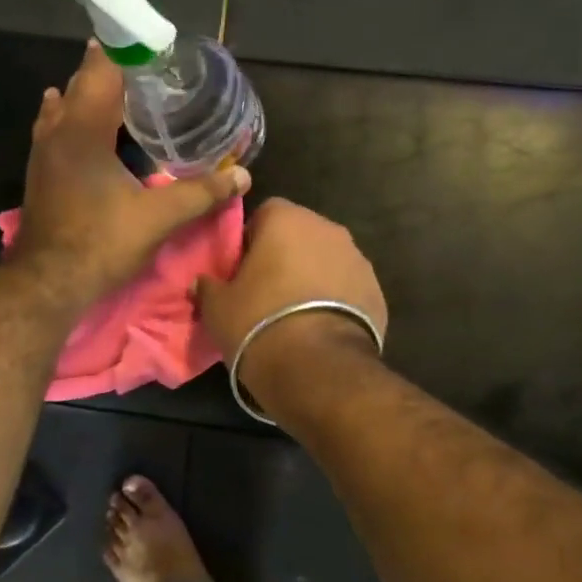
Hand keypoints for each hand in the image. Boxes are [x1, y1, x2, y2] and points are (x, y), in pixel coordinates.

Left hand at [12, 43, 249, 310]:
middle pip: (83, 83)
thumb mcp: (159, 217)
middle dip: (113, 71)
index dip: (128, 52)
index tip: (155, 47)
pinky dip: (74, 119)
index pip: (103, 69)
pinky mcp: (40, 173)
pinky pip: (56, 130)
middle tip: (149, 73)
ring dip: (91, 95)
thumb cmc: (102, 242)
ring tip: (122, 93)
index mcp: (85, 128)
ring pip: (65, 106)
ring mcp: (43, 152)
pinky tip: (84, 128)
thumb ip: (201, 193)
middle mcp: (59, 130)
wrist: (48, 282)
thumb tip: (242, 175)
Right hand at [196, 199, 386, 394]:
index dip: (250, 240)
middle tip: (266, 291)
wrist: (318, 367)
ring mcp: (358, 259)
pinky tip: (320, 327)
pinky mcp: (377, 292)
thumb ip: (209, 286)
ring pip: (326, 260)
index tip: (242, 270)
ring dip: (312, 277)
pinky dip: (335, 300)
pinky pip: (347, 287)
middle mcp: (328, 229)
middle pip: (300, 235)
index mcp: (287, 219)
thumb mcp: (217, 307)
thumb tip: (204, 282)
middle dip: (285, 256)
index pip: (264, 213)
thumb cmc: (258, 323)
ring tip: (295, 314)